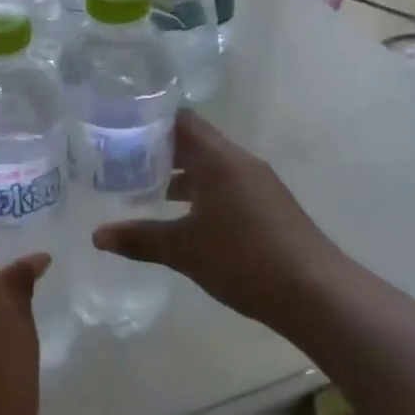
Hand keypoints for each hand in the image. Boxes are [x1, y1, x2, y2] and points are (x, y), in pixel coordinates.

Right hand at [92, 110, 334, 332]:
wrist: (317, 294)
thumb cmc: (244, 260)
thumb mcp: (184, 250)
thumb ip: (139, 239)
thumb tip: (97, 236)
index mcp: (218, 159)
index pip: (180, 121)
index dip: (148, 121)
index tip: (119, 129)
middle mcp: (239, 162)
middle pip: (194, 141)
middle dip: (158, 150)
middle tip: (121, 160)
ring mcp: (258, 183)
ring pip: (210, 165)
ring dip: (179, 173)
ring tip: (143, 188)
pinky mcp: (268, 205)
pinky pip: (225, 184)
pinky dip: (200, 191)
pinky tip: (182, 217)